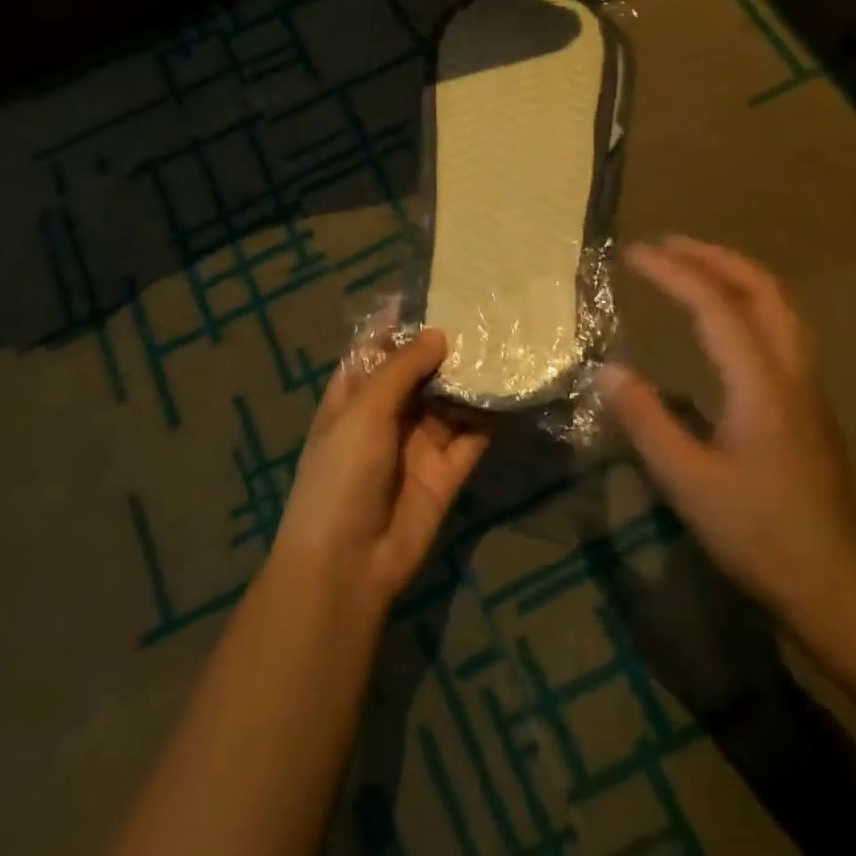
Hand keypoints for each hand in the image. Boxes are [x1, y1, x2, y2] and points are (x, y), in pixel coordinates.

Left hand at [272, 327, 489, 608]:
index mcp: (354, 395)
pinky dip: (490, 415)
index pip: (377, 347)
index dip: (402, 321)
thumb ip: (400, 370)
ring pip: (450, 401)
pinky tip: (514, 387)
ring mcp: (419, 443)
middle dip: (446, 345)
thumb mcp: (362, 412)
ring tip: (507, 340)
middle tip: (485, 310)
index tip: (436, 290)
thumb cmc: (341, 475)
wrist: (348, 565)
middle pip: (420, 371)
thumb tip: (438, 334)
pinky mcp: (448, 471)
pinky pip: (473, 435)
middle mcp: (388, 414)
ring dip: (472, 377)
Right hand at [600, 236, 855, 621]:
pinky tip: (724, 321)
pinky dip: (749, 302)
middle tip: (669, 244)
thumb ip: (646, 422)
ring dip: (737, 275)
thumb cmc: (758, 534)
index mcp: (762, 384)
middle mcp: (792, 372)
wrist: (835, 586)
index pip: (717, 306)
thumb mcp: (688, 482)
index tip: (634, 254)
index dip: (674, 272)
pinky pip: (781, 328)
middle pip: (764, 290)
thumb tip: (607, 370)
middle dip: (715, 257)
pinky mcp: (807, 406)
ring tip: (695, 266)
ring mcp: (807, 388)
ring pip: (780, 307)